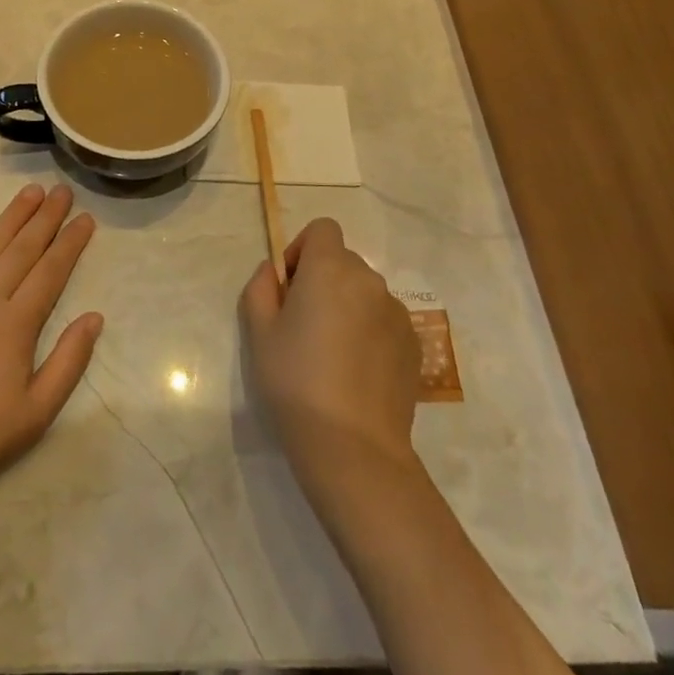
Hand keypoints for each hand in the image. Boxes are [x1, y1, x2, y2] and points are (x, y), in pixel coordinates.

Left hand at [0, 184, 101, 508]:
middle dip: (46, 216)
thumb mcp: (37, 412)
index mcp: (15, 324)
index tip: (86, 218)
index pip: (51, 270)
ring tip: (31, 191)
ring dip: (12, 215)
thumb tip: (94, 318)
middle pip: (22, 247)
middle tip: (62, 190)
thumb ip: (69, 362)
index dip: (71, 242)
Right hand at [240, 217, 419, 484]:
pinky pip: (385, 321)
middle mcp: (370, 280)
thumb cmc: (295, 381)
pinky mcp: (414, 344)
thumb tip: (274, 271)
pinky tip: (356, 373)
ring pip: (365, 293)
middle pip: (343, 262)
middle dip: (323, 280)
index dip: (303, 250)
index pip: (323, 229)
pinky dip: (370, 332)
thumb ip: (261, 288)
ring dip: (348, 306)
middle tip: (304, 325)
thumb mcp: (259, 332)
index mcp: (330, 269)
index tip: (291, 287)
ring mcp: (397, 313)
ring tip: (332, 354)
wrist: (352, 446)